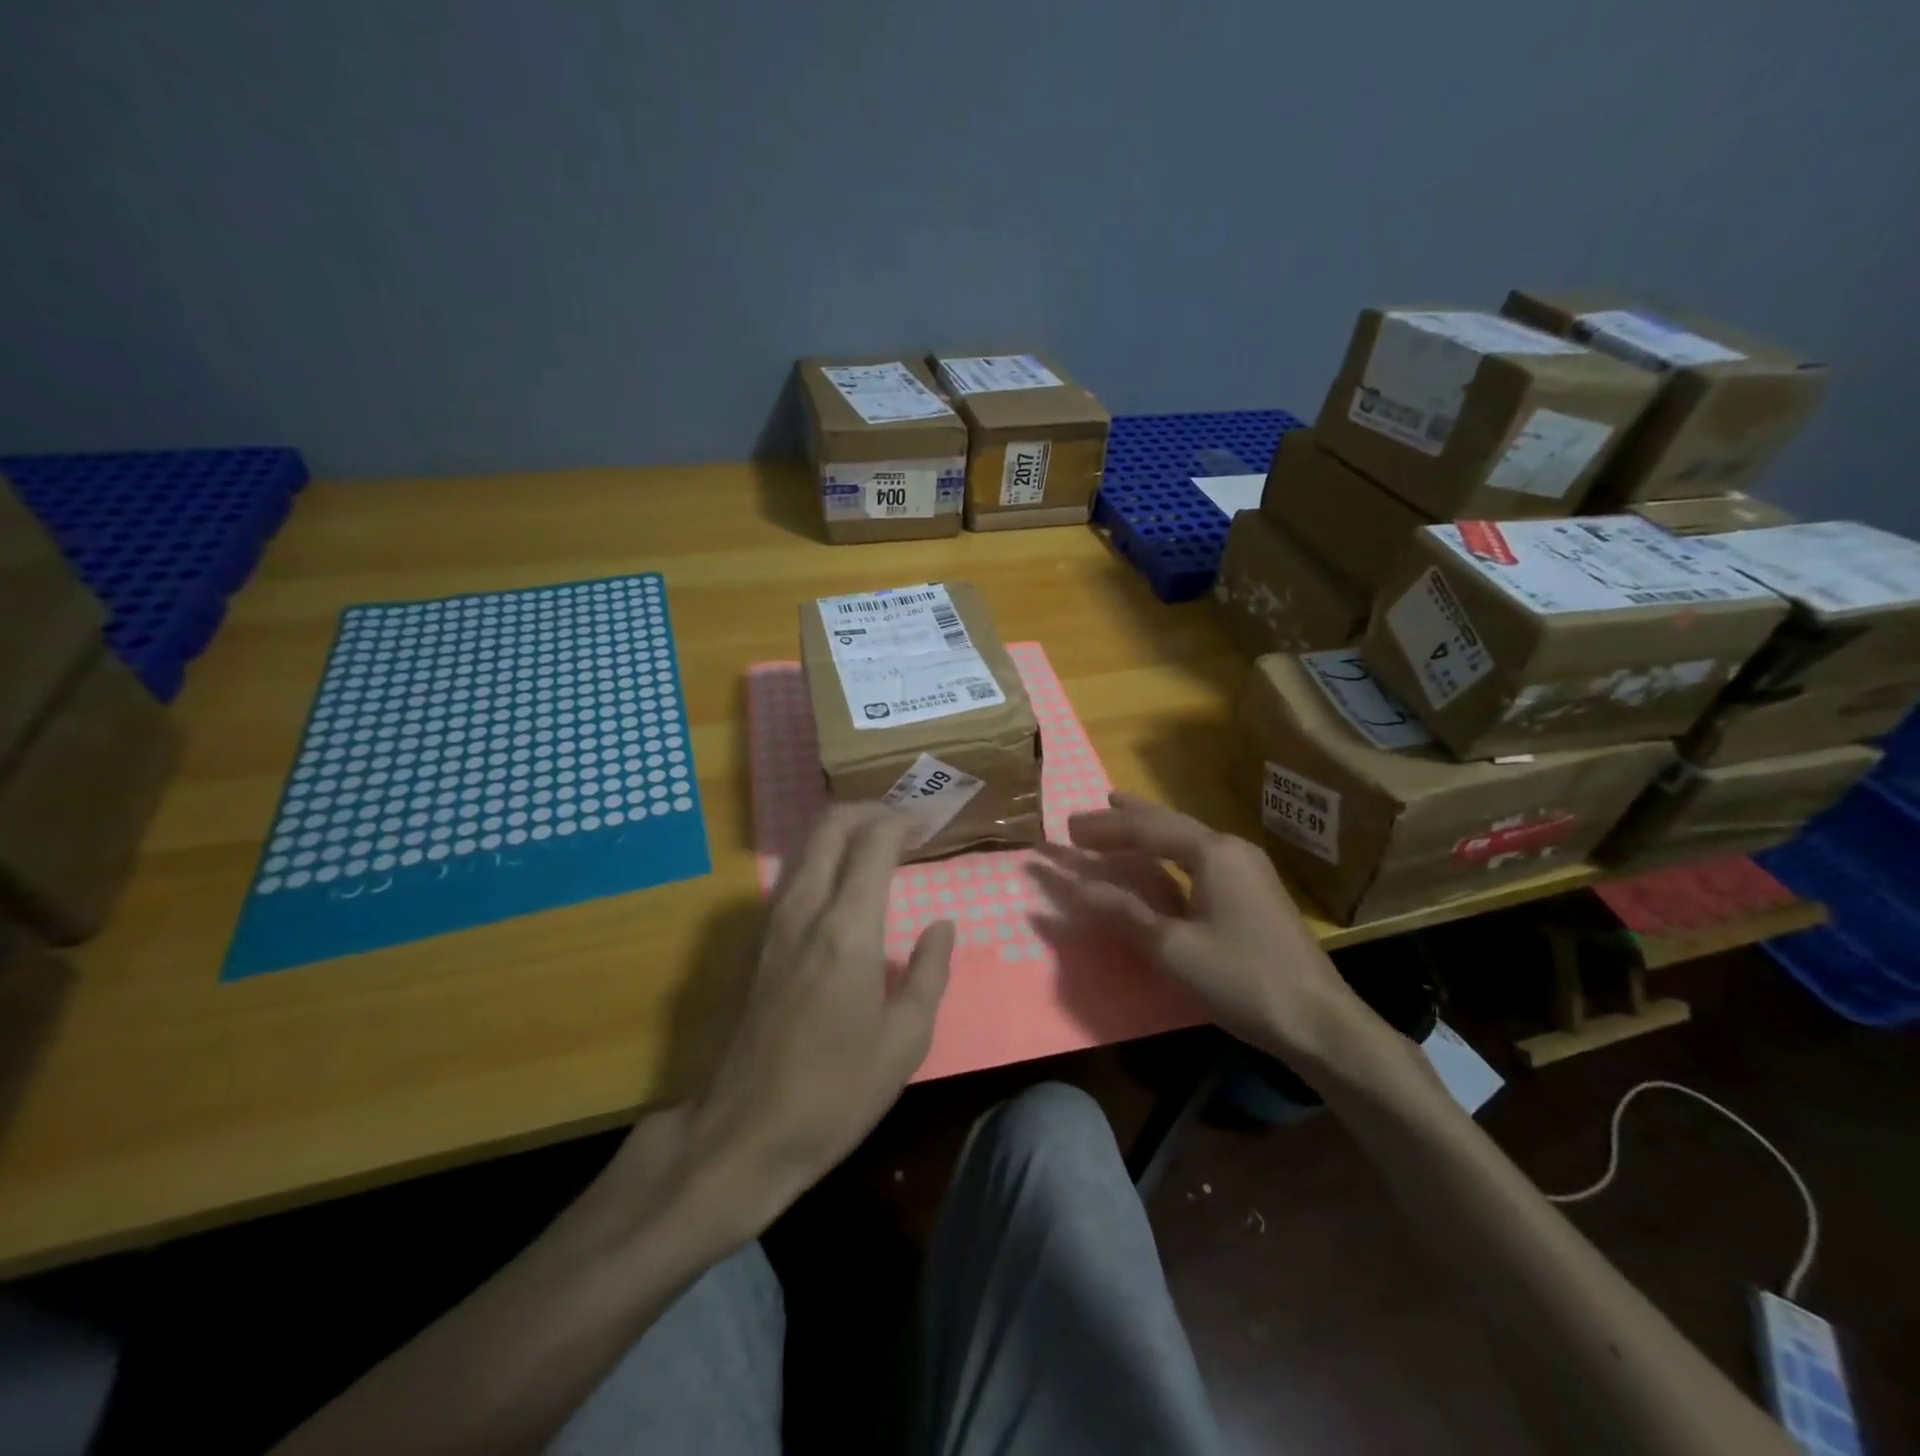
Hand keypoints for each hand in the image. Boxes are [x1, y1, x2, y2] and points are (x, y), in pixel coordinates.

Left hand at [681, 805, 953, 1231]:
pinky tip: (848, 885)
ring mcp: (775, 923)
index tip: (929, 824)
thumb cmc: (837, 1090)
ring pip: (808, 848)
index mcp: (846, 928)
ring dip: (844, 833)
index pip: (872, 842)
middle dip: (868, 811)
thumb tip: (942, 925)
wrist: (745, 1131)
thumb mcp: (906, 1039)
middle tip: (905, 824)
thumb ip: (929, 971)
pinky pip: (795, 875)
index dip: (902, 822)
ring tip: (882, 848)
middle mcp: (805, 910)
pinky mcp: (760, 942)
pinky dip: (826, 859)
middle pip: (830, 827)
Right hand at [1059, 792, 1372, 1065]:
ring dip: (1148, 829)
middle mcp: (1231, 848)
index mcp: (1212, 853)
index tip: (1068, 828)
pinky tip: (1162, 858)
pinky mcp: (1255, 890)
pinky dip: (1169, 850)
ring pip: (1187, 836)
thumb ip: (1124, 912)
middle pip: (1168, 823)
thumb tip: (1077, 887)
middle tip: (1086, 817)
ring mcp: (1248, 868)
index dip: (1104, 828)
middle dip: (1125, 819)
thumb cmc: (1241, 979)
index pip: (1146, 829)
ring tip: (1118, 816)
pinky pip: (1200, 854)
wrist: (1317, 1020)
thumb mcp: (1173, 948)